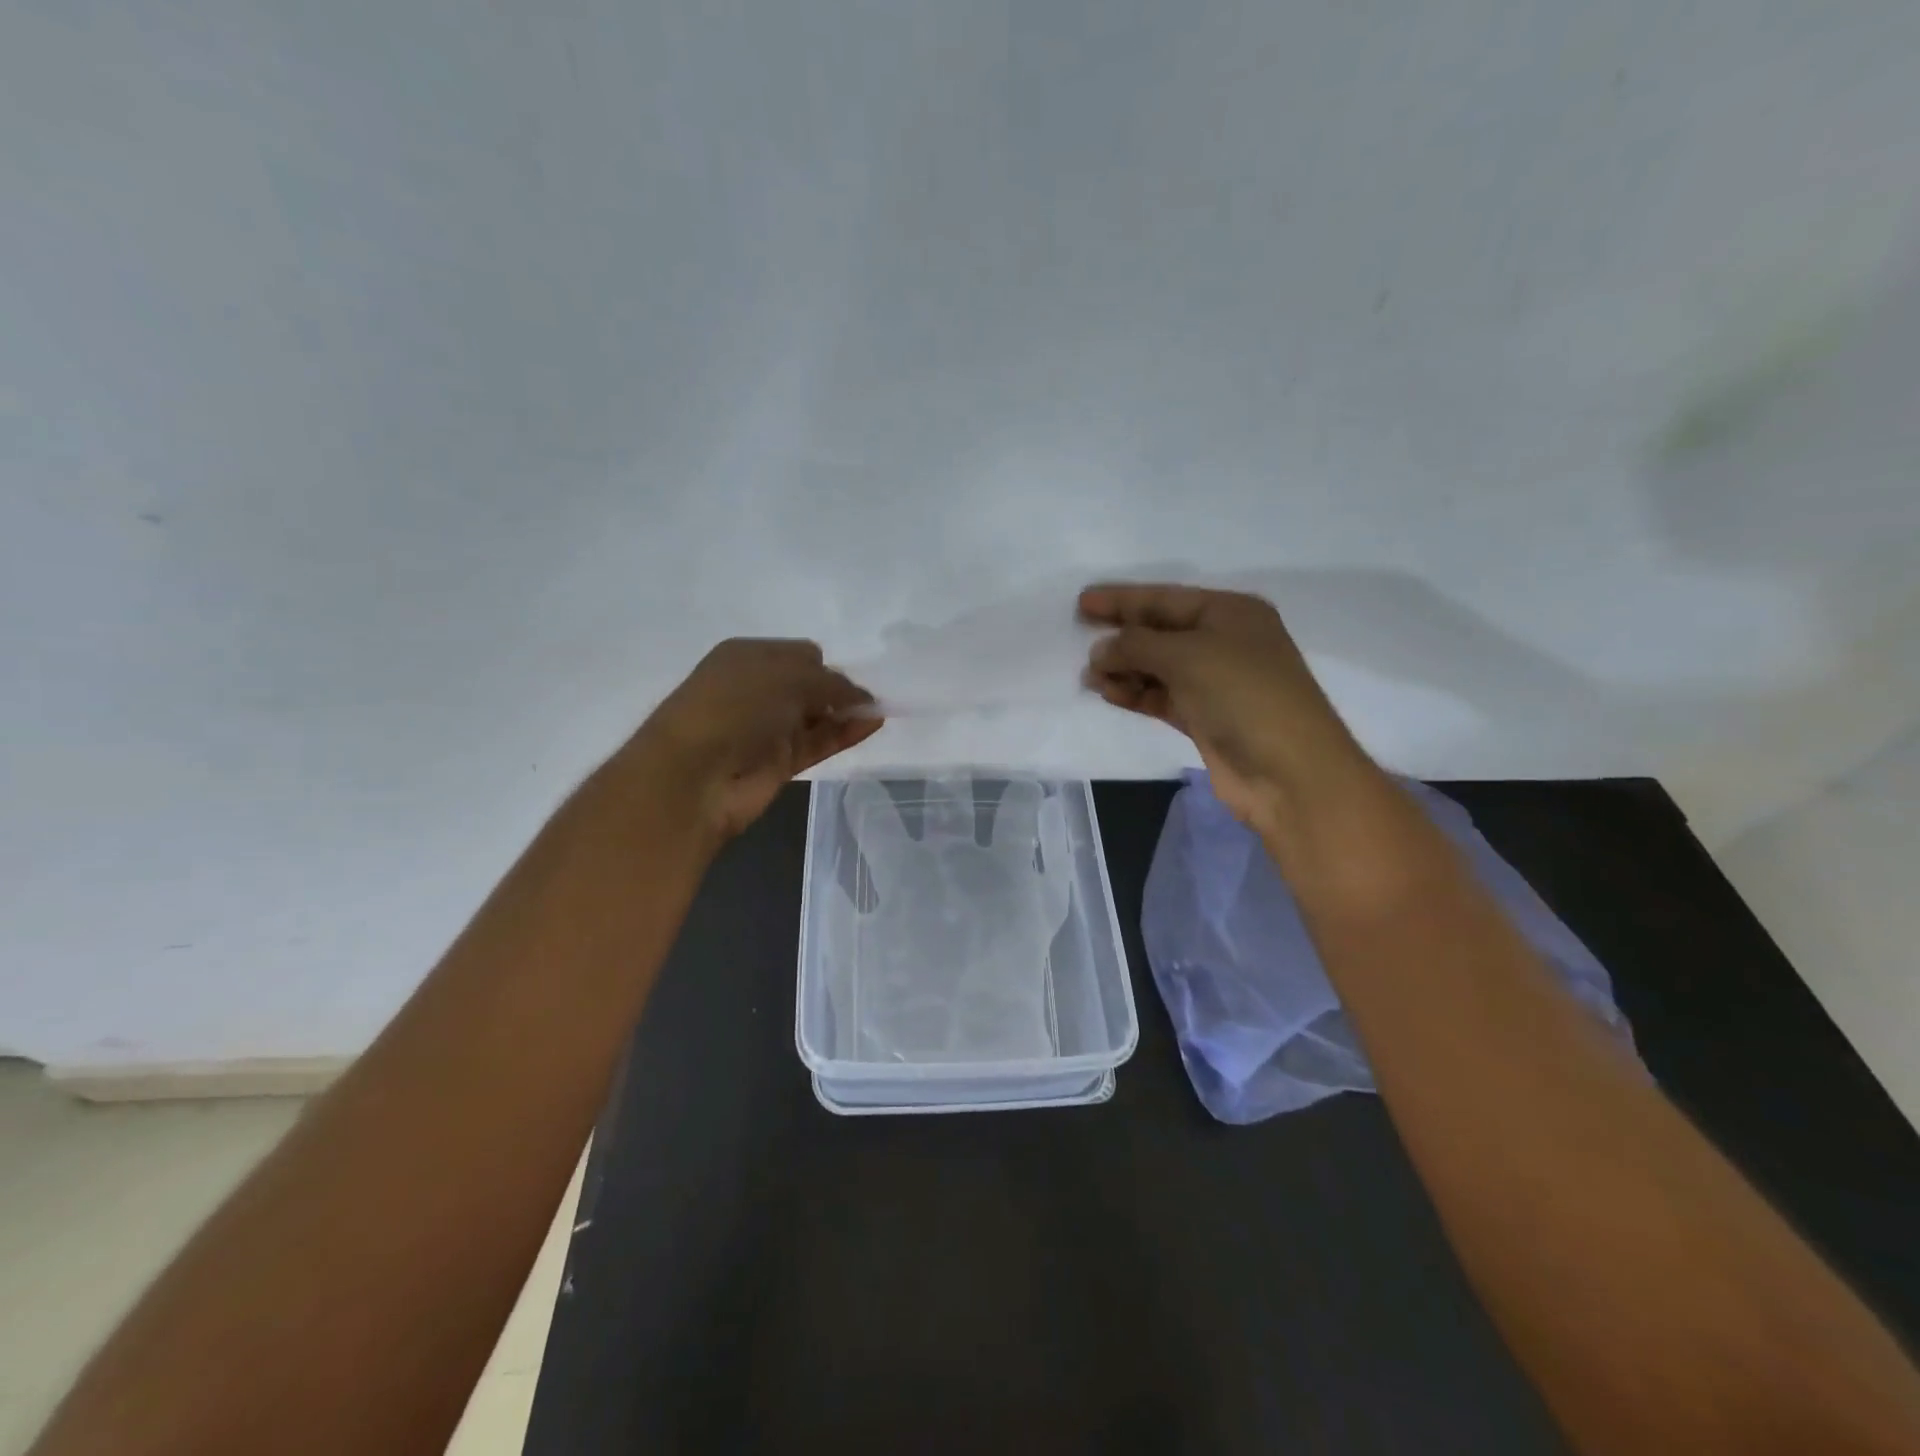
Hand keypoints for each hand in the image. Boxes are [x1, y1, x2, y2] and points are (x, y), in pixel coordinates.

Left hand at [632, 639, 881, 839]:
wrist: (693, 775)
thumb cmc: (735, 707)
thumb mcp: (788, 677)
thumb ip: (831, 683)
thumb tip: (862, 698)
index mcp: (747, 657)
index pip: (799, 653)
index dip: (825, 664)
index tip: (846, 677)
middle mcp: (756, 689)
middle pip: (809, 684)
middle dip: (836, 688)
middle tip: (864, 698)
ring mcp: (767, 728)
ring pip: (816, 715)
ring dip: (845, 711)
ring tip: (878, 711)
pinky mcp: (779, 762)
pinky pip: (819, 742)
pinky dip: (845, 734)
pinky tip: (872, 725)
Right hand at [1079, 583, 1380, 829]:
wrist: (1287, 771)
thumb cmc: (1242, 694)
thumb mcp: (1187, 656)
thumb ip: (1136, 646)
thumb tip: (1100, 651)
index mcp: (1230, 613)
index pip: (1166, 599)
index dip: (1123, 599)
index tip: (1083, 602)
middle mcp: (1224, 642)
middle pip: (1160, 631)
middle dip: (1121, 635)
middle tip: (1079, 636)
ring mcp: (1215, 682)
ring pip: (1158, 667)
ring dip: (1124, 669)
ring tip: (1090, 676)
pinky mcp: (1205, 717)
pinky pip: (1161, 697)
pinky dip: (1136, 694)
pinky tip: (1109, 693)